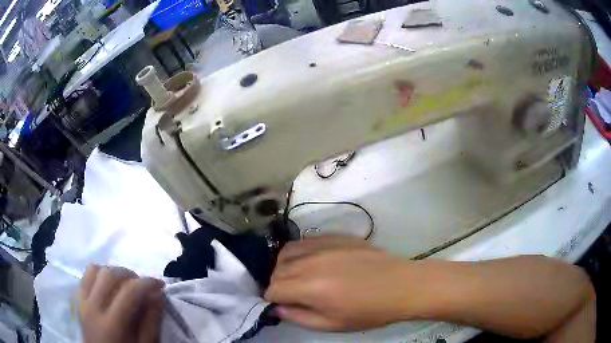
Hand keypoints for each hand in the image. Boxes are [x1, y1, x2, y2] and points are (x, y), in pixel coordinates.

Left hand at [77, 265, 165, 342]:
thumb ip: (151, 322)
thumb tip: (159, 296)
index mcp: (112, 323)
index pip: (129, 291)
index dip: (147, 283)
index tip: (160, 284)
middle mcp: (93, 307)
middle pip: (110, 274)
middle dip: (130, 274)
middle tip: (143, 285)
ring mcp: (83, 302)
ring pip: (95, 270)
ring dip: (113, 272)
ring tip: (124, 283)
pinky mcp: (78, 300)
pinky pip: (85, 276)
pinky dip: (98, 274)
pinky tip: (108, 285)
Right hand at [265, 236, 412, 330]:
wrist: (401, 286)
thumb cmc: (369, 311)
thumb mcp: (332, 324)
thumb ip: (298, 317)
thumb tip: (277, 308)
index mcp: (310, 287)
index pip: (273, 289)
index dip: (272, 299)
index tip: (281, 305)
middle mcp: (311, 261)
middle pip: (276, 269)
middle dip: (277, 284)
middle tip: (291, 295)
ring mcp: (324, 245)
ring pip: (286, 251)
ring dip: (284, 266)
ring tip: (298, 277)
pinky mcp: (335, 236)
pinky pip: (305, 240)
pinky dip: (300, 252)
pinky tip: (312, 262)